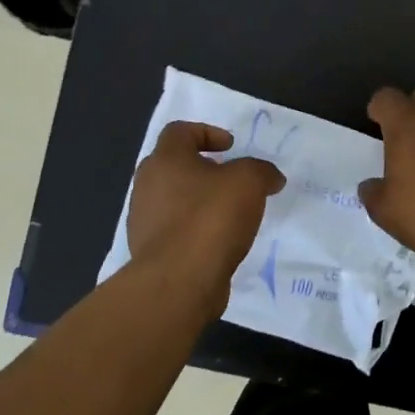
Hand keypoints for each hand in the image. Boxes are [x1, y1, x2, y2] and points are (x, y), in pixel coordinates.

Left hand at [127, 121, 285, 307]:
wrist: (178, 283)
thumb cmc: (210, 219)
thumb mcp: (249, 182)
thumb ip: (262, 171)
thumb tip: (271, 177)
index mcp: (165, 160)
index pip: (179, 131)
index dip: (207, 132)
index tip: (230, 148)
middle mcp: (147, 185)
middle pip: (173, 165)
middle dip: (203, 169)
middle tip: (229, 180)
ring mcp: (144, 221)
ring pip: (173, 200)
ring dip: (198, 202)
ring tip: (229, 215)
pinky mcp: (149, 252)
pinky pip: (174, 231)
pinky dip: (194, 230)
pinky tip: (218, 243)